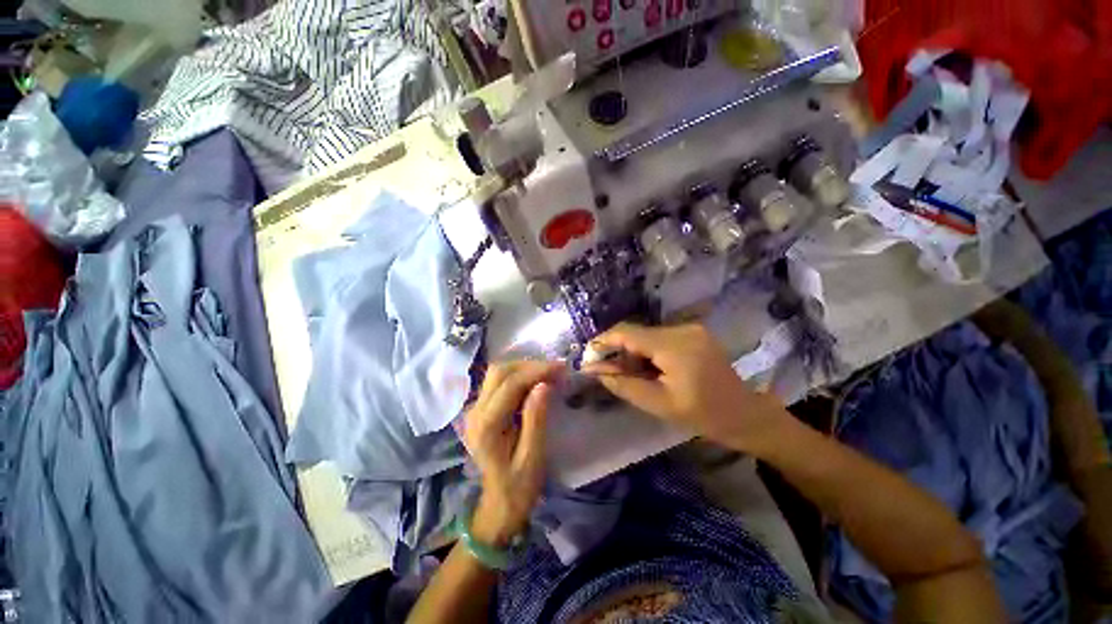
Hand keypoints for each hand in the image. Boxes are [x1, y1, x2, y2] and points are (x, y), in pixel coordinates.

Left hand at [463, 360, 562, 545]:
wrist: (498, 504)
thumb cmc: (519, 486)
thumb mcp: (533, 457)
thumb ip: (536, 419)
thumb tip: (543, 385)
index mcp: (487, 426)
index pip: (510, 384)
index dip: (536, 370)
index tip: (561, 367)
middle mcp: (475, 412)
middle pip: (499, 372)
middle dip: (530, 365)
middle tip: (556, 369)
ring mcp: (474, 409)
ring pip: (498, 373)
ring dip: (524, 368)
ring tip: (549, 373)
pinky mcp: (480, 409)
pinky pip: (498, 382)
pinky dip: (519, 376)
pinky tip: (535, 381)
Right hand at [583, 322, 791, 454]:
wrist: (747, 415)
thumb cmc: (704, 415)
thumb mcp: (659, 404)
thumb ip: (624, 384)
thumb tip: (595, 371)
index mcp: (674, 345)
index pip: (627, 333)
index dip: (603, 342)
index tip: (587, 356)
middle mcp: (681, 329)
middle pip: (636, 333)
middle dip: (618, 351)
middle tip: (607, 372)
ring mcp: (690, 329)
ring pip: (647, 335)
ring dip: (633, 352)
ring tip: (630, 375)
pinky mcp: (694, 334)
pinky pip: (660, 338)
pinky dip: (648, 352)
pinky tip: (649, 370)